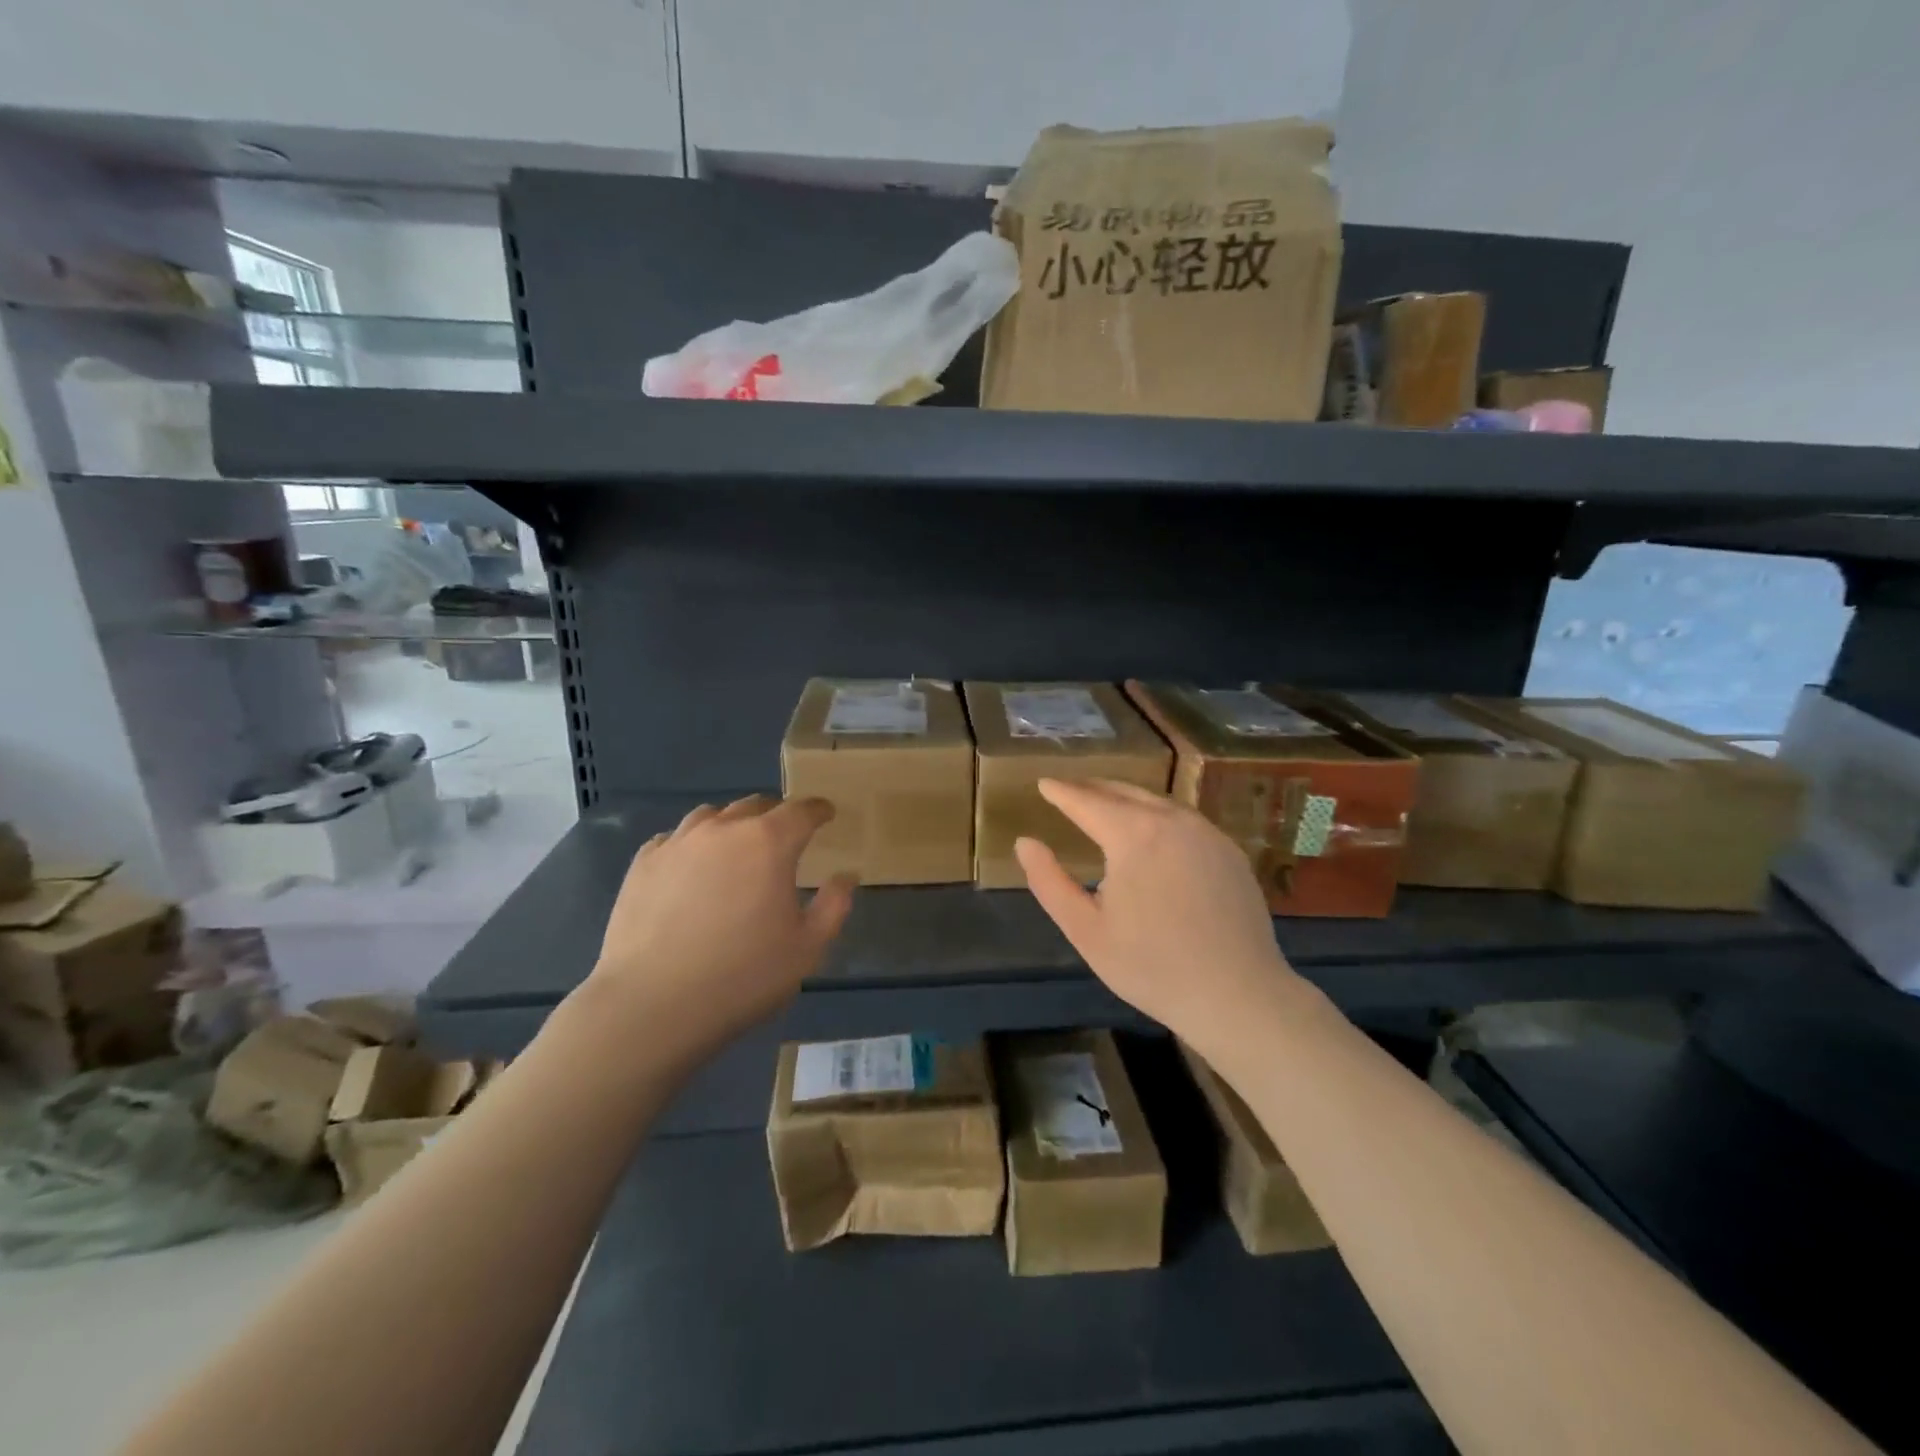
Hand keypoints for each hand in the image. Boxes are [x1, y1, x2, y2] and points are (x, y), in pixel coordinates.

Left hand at [581, 796, 854, 1057]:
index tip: (826, 814)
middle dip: (776, 815)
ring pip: (711, 816)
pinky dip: (692, 844)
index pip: (801, 810)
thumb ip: (833, 905)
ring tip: (735, 847)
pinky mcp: (643, 864)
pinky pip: (674, 839)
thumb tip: (845, 876)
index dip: (818, 810)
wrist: (652, 1005)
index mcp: (769, 842)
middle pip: (755, 806)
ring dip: (732, 824)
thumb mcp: (807, 948)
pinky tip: (691, 868)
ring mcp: (677, 843)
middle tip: (784, 836)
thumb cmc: (743, 976)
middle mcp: (723, 829)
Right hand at [1015, 779, 1311, 1057]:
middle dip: (1092, 788)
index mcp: (1133, 835)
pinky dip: (1157, 814)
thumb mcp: (1086, 930)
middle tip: (1070, 789)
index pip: (1087, 801)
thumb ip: (1049, 882)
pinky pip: (1184, 819)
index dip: (1062, 791)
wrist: (1237, 994)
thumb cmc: (1151, 966)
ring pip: (1157, 802)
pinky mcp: (1229, 851)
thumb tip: (1024, 842)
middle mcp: (1172, 821)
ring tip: (1105, 804)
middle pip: (1124, 792)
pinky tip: (1152, 831)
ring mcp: (1207, 833)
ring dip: (1126, 798)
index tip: (1044, 783)